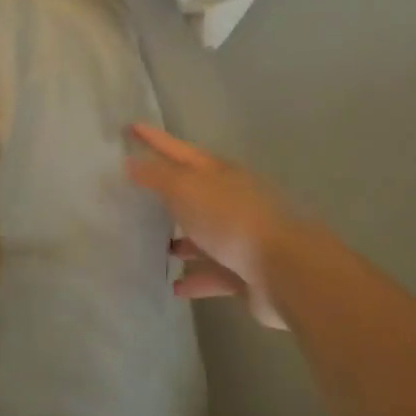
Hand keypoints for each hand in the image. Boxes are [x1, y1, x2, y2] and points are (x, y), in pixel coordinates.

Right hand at [126, 123, 324, 329]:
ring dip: (184, 240)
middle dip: (170, 193)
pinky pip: (215, 273)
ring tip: (156, 247)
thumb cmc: (232, 220)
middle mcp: (231, 200)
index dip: (155, 139)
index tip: (131, 127)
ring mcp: (241, 237)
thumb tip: (132, 161)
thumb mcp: (188, 190)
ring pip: (205, 234)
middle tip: (139, 194)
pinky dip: (196, 278)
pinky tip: (176, 287)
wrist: (285, 268)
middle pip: (195, 191)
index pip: (179, 150)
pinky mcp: (245, 272)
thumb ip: (158, 176)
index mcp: (219, 173)